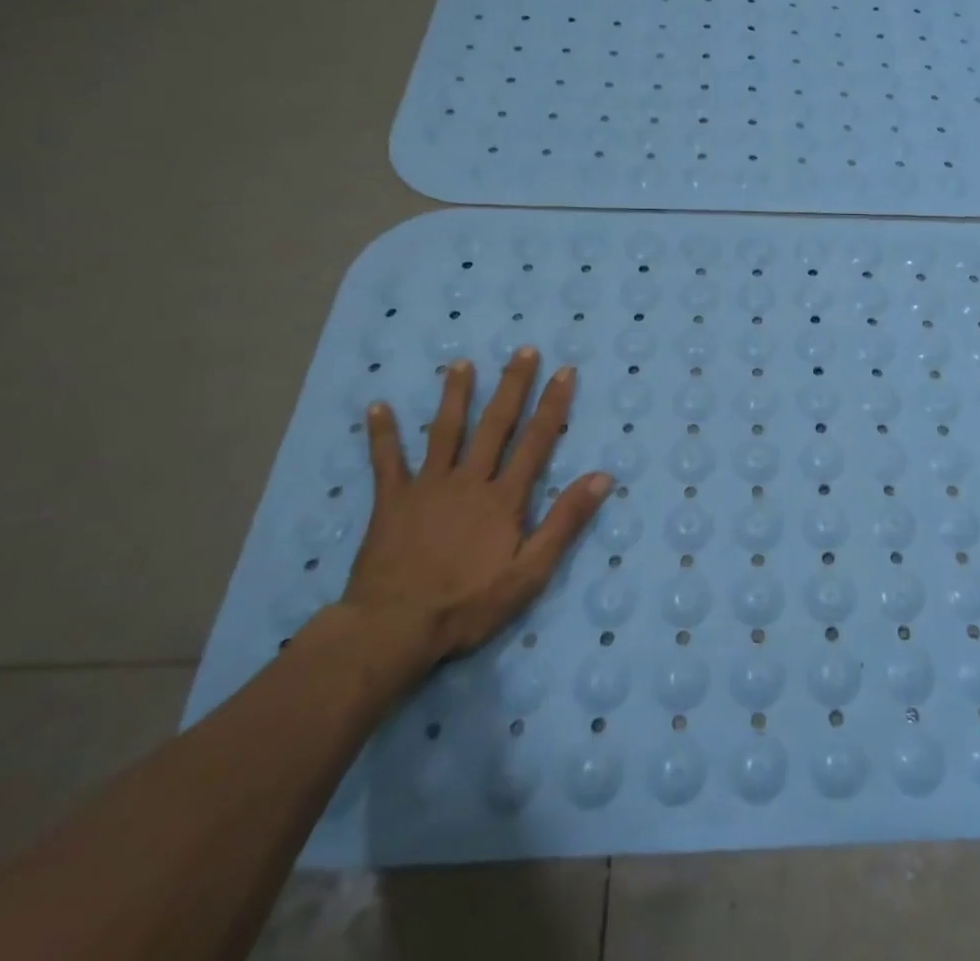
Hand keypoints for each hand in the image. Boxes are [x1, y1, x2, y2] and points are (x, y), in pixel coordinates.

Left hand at [339, 347, 611, 675]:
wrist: (392, 629)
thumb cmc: (467, 605)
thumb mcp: (529, 573)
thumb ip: (564, 523)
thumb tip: (603, 477)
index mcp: (503, 497)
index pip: (536, 441)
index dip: (553, 405)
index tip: (565, 371)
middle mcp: (468, 480)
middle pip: (494, 424)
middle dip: (512, 385)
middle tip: (523, 350)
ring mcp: (427, 487)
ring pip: (444, 431)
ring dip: (454, 395)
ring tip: (461, 363)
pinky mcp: (391, 501)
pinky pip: (386, 461)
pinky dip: (382, 433)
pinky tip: (377, 406)